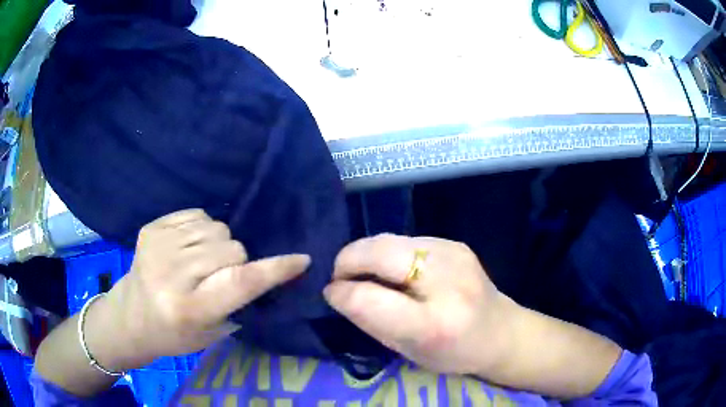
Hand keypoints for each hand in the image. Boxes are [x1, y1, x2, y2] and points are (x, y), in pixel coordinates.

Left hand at [85, 209, 309, 369]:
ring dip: (219, 244)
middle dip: (237, 260)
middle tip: (222, 276)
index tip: (301, 260)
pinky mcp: (152, 228)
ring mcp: (158, 245)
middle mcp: (172, 274)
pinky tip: (188, 247)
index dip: (275, 270)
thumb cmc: (172, 334)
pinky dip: (201, 229)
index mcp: (189, 309)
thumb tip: (266, 270)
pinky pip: (196, 214)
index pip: (240, 282)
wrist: (129, 316)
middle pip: (231, 248)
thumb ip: (238, 301)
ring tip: (202, 261)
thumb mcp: (210, 332)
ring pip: (216, 228)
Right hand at [324, 234, 514, 375]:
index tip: (331, 293)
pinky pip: (405, 241)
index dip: (341, 292)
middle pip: (378, 252)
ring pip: (388, 239)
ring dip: (366, 254)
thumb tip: (337, 291)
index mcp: (434, 323)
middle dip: (348, 260)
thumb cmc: (453, 353)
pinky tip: (393, 269)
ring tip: (363, 272)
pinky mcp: (454, 243)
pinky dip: (387, 253)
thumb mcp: (408, 351)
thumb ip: (370, 321)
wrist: (501, 332)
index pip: (368, 298)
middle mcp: (446, 279)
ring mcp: (453, 253)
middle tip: (340, 277)